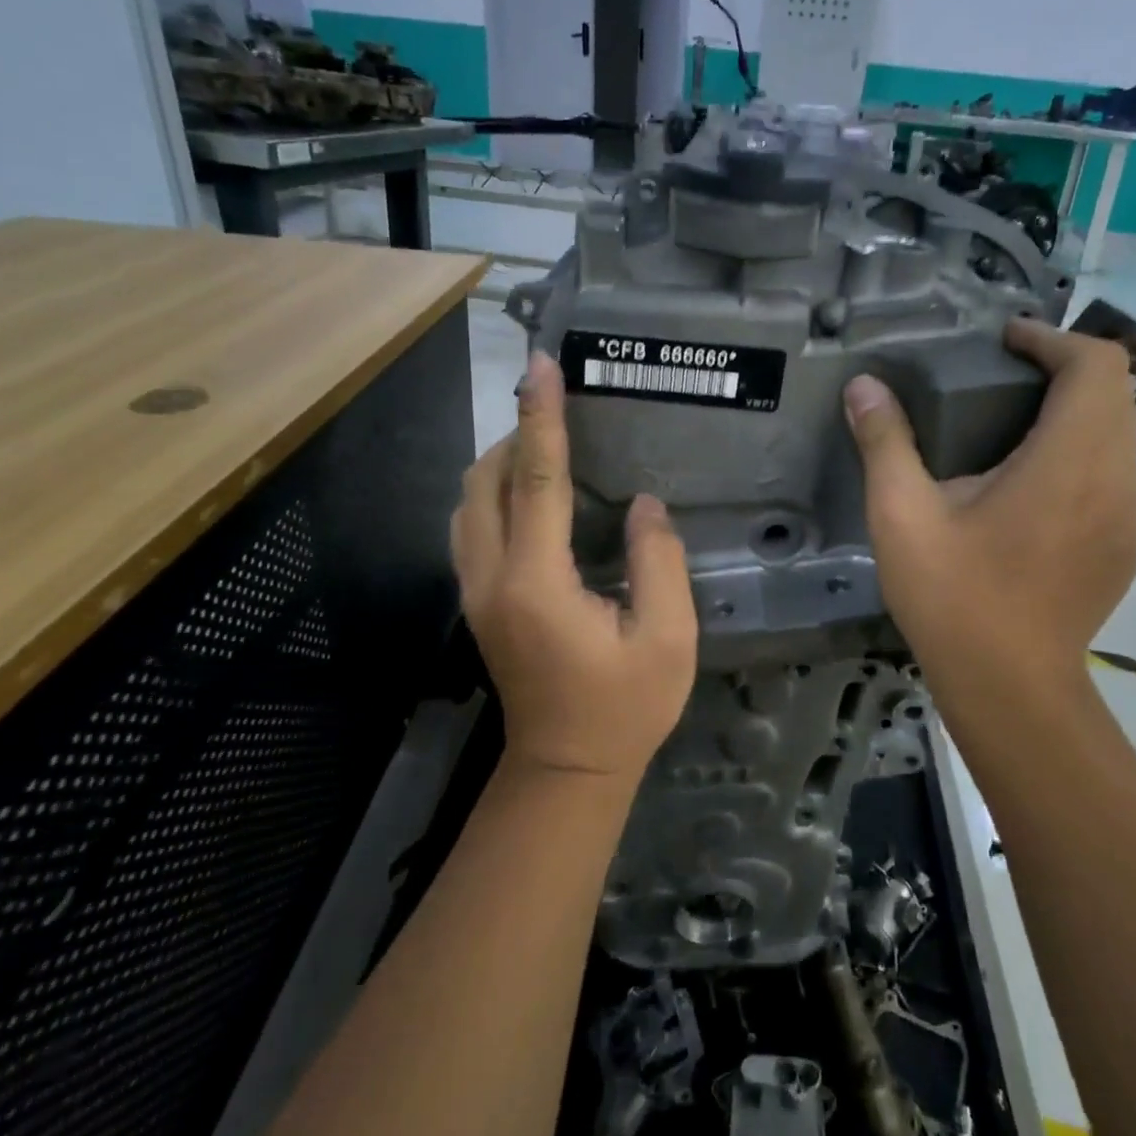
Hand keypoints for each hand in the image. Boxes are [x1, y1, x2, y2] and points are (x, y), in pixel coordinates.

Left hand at [451, 352, 698, 784]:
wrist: (567, 770)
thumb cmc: (624, 707)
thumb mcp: (667, 638)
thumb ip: (657, 561)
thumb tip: (642, 505)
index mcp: (537, 581)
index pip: (537, 479)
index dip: (542, 417)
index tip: (541, 366)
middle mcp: (492, 577)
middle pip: (485, 481)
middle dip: (518, 433)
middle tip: (559, 410)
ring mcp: (476, 592)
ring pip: (468, 502)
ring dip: (502, 462)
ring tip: (548, 445)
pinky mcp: (478, 602)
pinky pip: (472, 525)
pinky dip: (495, 492)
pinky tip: (532, 494)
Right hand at [842, 319, 1135, 697]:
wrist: (1011, 691)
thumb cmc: (955, 598)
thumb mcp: (903, 516)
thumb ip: (885, 442)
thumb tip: (863, 386)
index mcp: (1068, 463)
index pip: (1097, 366)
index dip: (1053, 338)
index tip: (1004, 342)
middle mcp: (1115, 481)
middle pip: (1115, 392)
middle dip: (1063, 367)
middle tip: (999, 374)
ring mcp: (1128, 517)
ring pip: (1120, 432)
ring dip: (1074, 409)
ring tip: (1011, 421)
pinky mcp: (1124, 546)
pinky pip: (1114, 473)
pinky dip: (1080, 451)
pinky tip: (1028, 483)